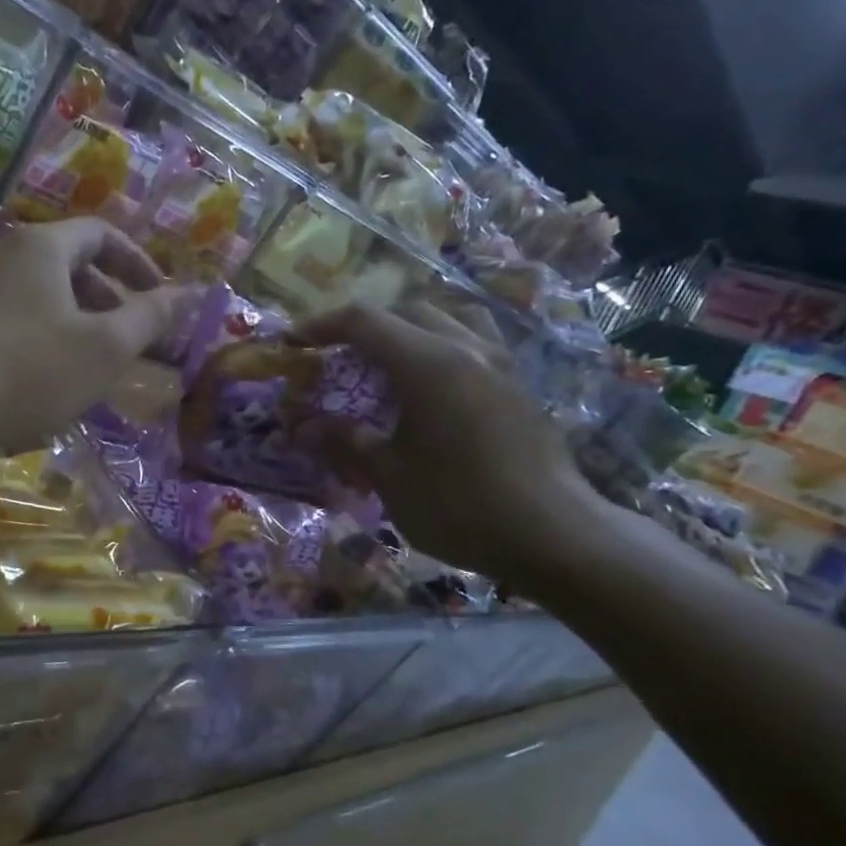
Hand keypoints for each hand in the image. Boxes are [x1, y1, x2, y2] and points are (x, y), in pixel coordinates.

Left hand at [0, 218, 185, 451]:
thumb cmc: (32, 369)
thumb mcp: (104, 347)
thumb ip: (150, 317)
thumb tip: (190, 292)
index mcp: (40, 246)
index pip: (101, 234)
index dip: (137, 263)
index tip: (158, 299)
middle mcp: (2, 253)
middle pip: (68, 264)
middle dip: (107, 299)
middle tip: (126, 339)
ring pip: (39, 294)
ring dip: (74, 321)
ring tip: (89, 364)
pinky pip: (11, 316)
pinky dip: (40, 335)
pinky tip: (44, 376)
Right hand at [294, 300, 609, 590]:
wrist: (552, 534)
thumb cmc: (459, 505)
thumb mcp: (389, 476)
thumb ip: (346, 441)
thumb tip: (304, 426)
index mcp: (429, 364)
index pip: (364, 322)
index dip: (321, 326)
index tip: (292, 343)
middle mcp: (467, 349)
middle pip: (408, 311)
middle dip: (365, 328)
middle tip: (338, 359)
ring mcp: (500, 364)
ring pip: (449, 319)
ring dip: (410, 331)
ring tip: (387, 365)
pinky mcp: (519, 386)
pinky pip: (473, 344)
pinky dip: (440, 350)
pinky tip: (430, 391)